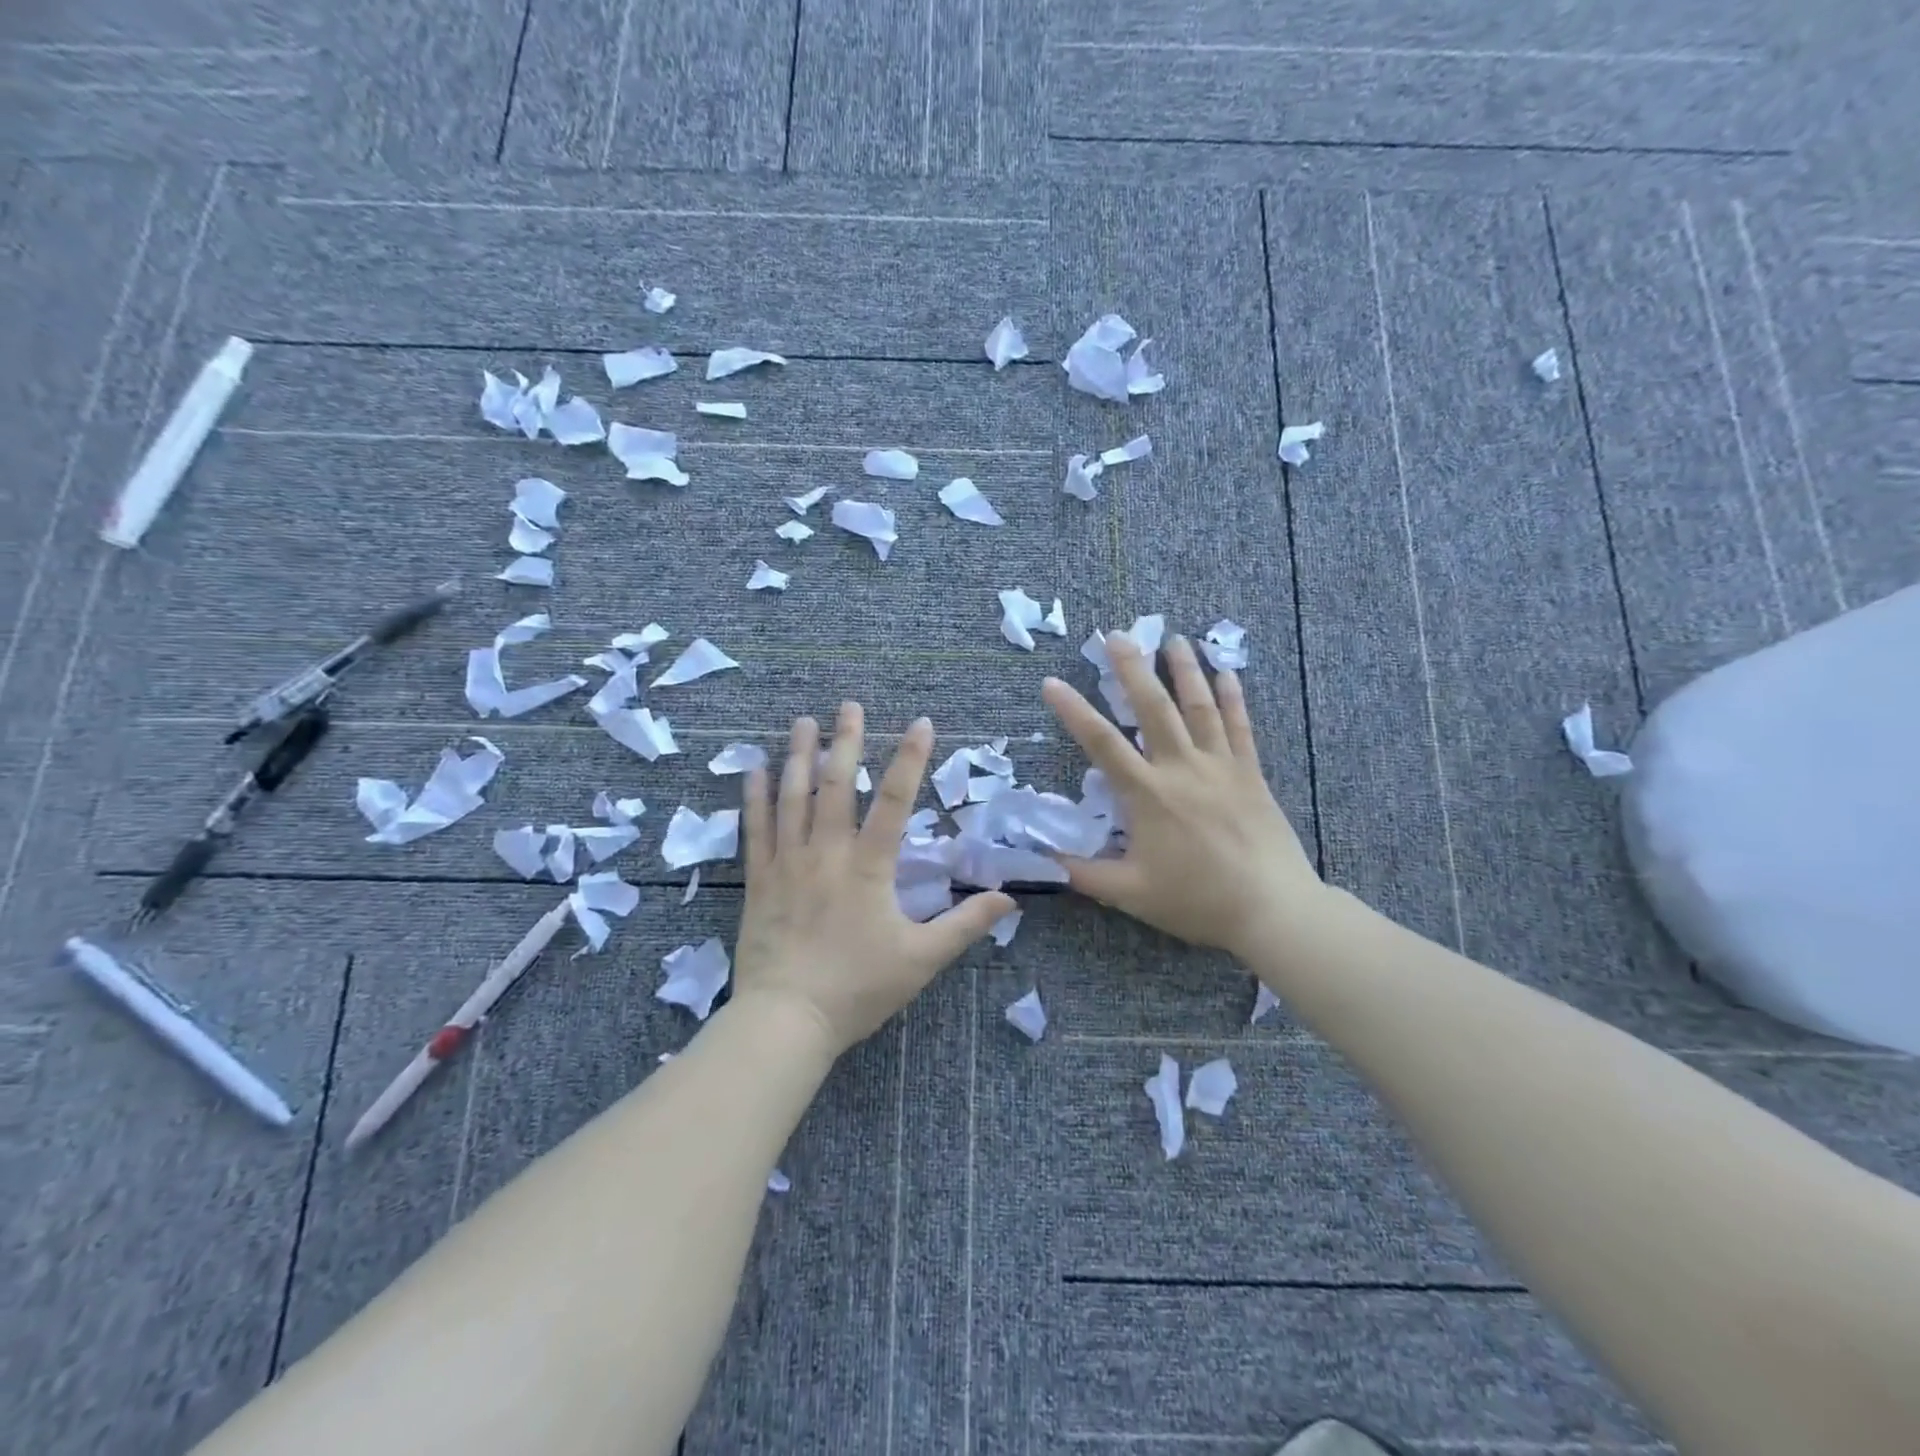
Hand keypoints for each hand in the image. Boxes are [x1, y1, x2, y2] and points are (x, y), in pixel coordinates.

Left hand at [731, 704, 1014, 1056]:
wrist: (786, 1020)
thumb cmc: (857, 989)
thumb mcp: (922, 960)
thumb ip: (965, 925)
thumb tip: (1009, 899)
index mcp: (869, 867)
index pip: (894, 801)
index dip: (910, 758)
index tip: (920, 722)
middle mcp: (826, 853)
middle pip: (836, 785)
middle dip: (845, 741)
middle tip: (849, 705)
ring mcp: (787, 863)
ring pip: (792, 797)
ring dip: (799, 756)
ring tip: (803, 721)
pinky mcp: (759, 880)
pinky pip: (755, 829)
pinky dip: (754, 797)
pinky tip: (753, 769)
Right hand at [1041, 634, 1324, 962]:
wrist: (1272, 909)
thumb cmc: (1197, 900)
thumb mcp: (1129, 893)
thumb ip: (1081, 873)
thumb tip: (1039, 860)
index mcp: (1147, 795)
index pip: (1101, 743)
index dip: (1073, 711)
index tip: (1052, 683)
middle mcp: (1181, 768)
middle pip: (1153, 707)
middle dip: (1132, 668)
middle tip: (1116, 635)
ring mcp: (1220, 767)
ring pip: (1199, 706)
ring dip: (1184, 669)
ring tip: (1173, 637)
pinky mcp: (1250, 774)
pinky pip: (1240, 727)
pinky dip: (1233, 697)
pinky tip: (1227, 672)